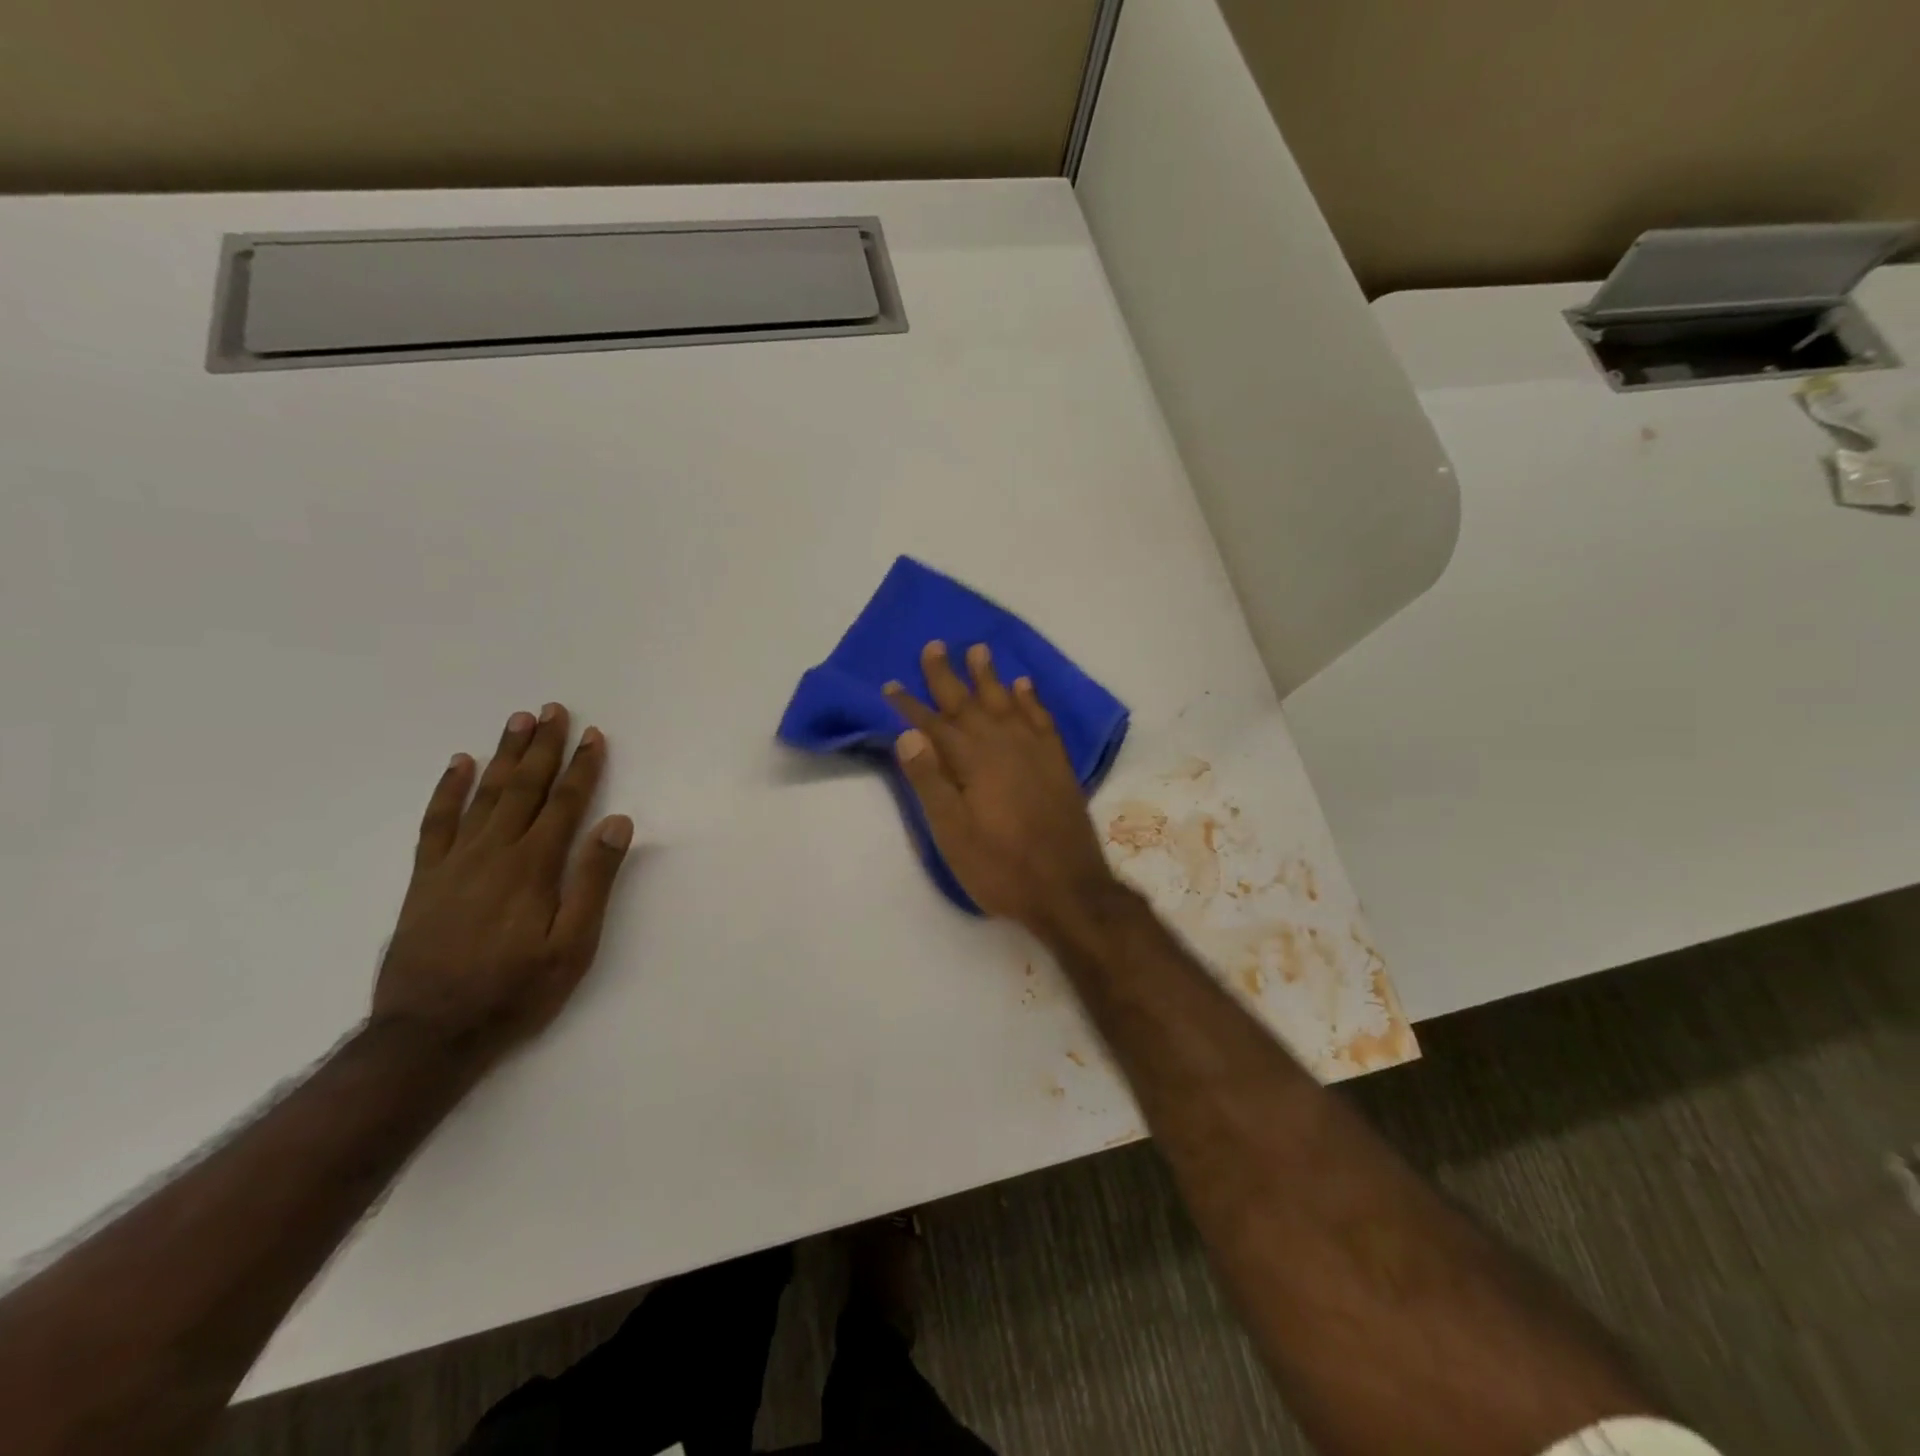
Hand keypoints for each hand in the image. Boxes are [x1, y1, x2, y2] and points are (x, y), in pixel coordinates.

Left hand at [372, 704, 634, 1058]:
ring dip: (503, 755)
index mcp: (535, 866)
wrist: (430, 1033)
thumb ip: (594, 881)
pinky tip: (459, 765)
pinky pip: (436, 822)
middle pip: (524, 788)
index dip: (583, 768)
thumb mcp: (573, 946)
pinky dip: (448, 790)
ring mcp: (455, 862)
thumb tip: (616, 823)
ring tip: (517, 721)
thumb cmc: (516, 991)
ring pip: (484, 795)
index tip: (594, 735)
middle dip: (543, 747)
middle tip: (553, 710)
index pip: (566, 803)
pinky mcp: (426, 878)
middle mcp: (495, 852)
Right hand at [885, 642, 1119, 932]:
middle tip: (934, 645)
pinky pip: (1042, 718)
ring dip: (990, 676)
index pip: (933, 725)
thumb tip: (907, 735)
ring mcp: (1035, 752)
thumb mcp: (953, 834)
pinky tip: (1025, 686)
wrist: (1068, 889)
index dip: (910, 705)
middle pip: (970, 703)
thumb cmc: (1000, 867)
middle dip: (948, 675)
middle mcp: (1004, 745)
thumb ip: (930, 782)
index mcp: (973, 762)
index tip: (891, 684)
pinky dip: (1031, 699)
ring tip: (979, 649)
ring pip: (1007, 702)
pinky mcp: (1057, 763)